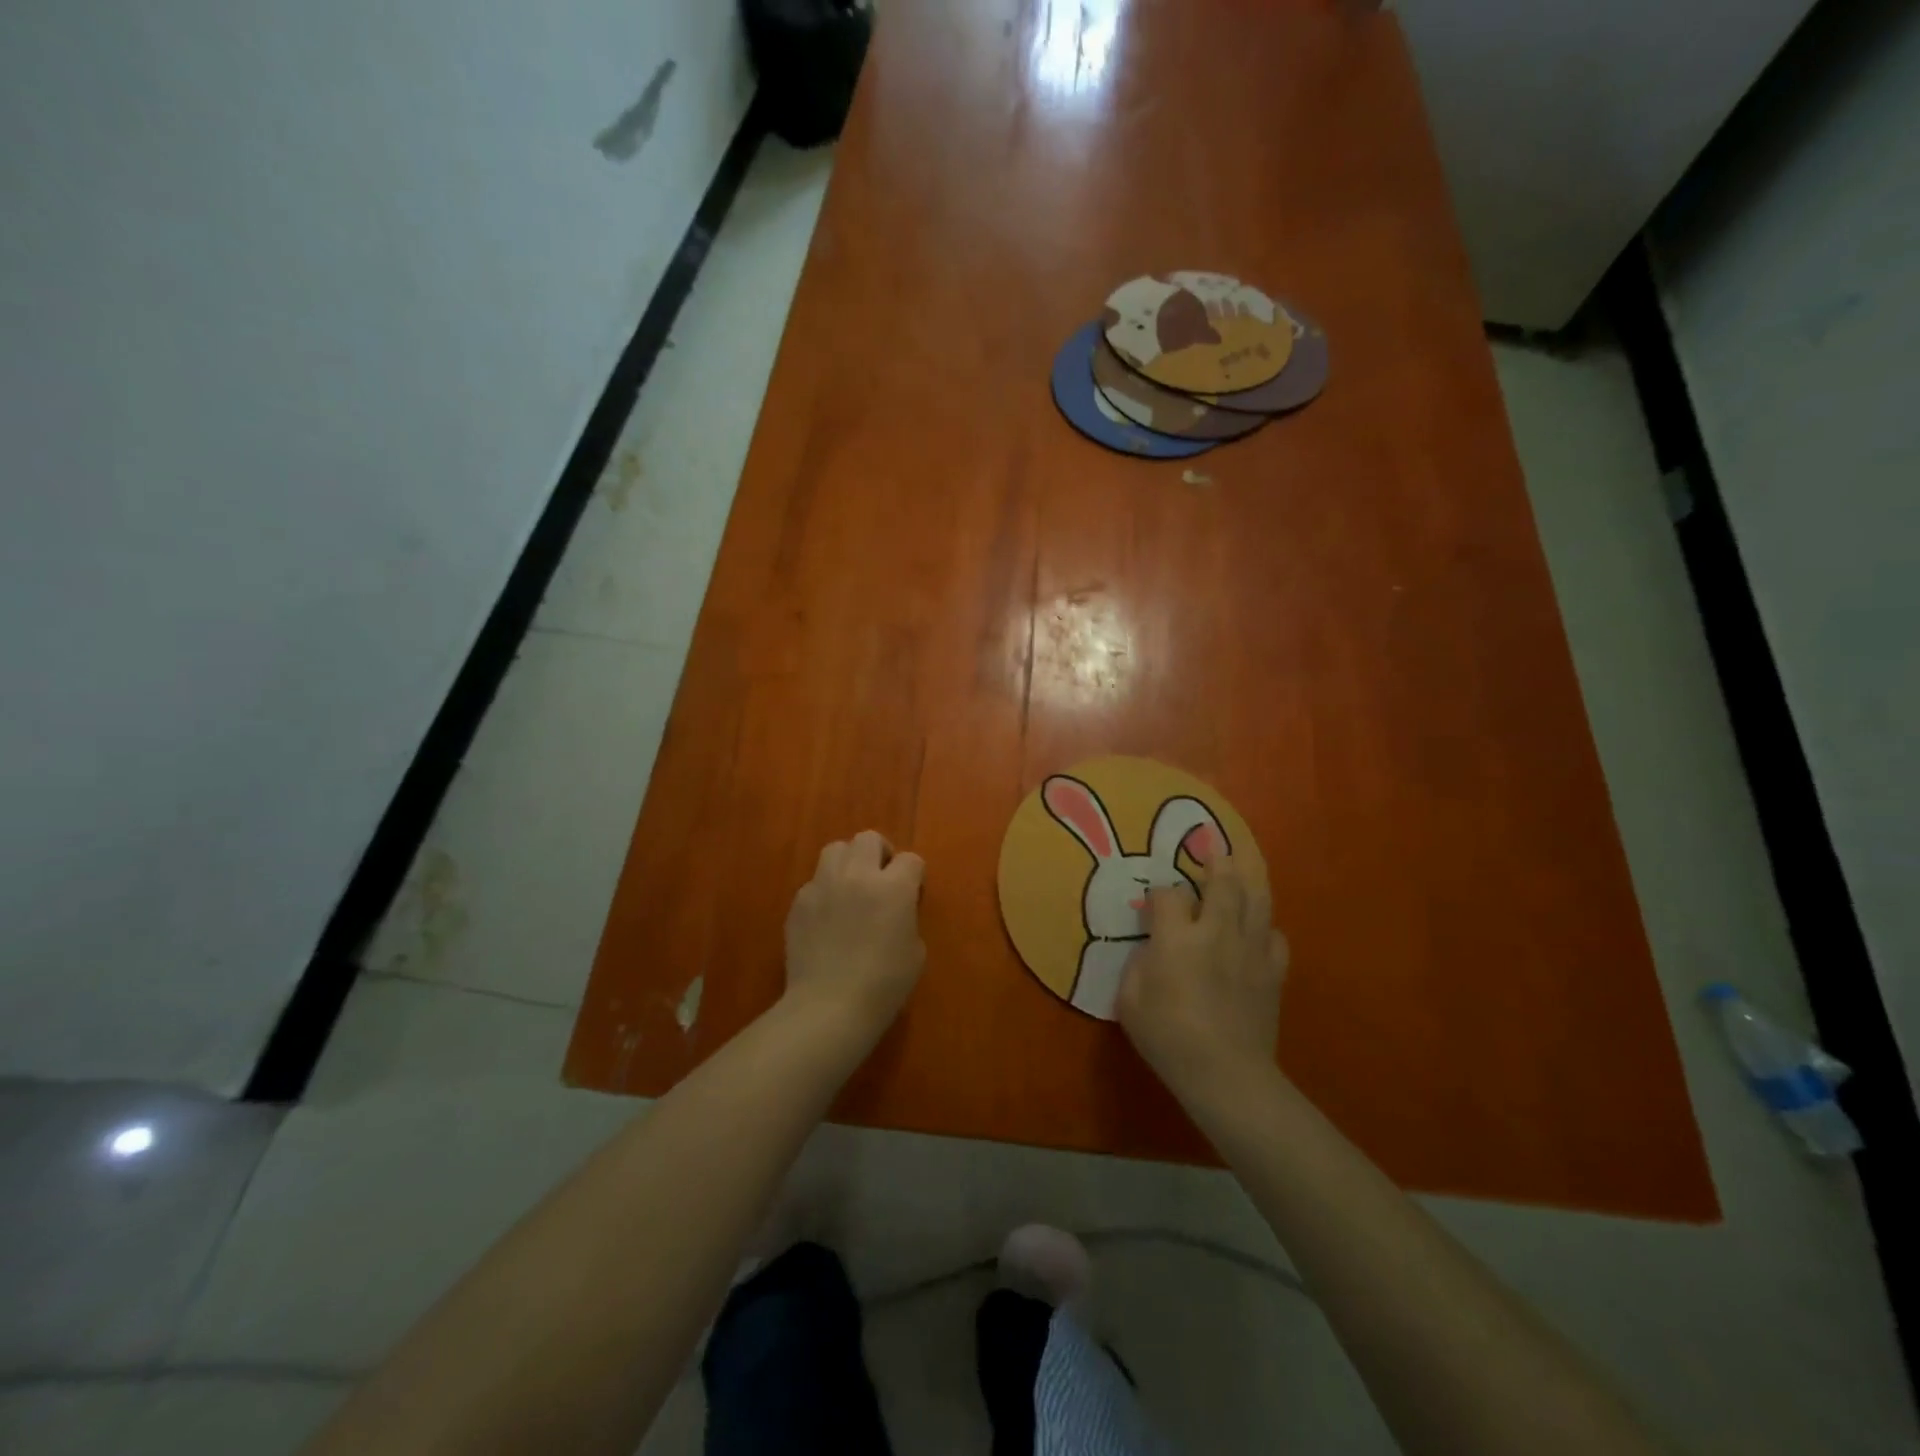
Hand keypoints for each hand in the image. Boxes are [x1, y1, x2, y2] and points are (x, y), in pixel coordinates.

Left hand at [783, 830, 926, 1045]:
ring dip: (848, 862)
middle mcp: (857, 875)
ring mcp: (823, 885)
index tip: (912, 894)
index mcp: (893, 887)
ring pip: (835, 849)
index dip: (914, 876)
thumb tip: (896, 910)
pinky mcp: (799, 902)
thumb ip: (907, 917)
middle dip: (880, 853)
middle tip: (881, 879)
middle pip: (868, 839)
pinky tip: (827, 917)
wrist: (829, 1006)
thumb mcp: (915, 951)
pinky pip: (814, 882)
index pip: (911, 859)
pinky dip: (824, 891)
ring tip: (851, 887)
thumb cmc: (883, 985)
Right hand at [1116, 855, 1287, 1100]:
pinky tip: (1257, 925)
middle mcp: (1217, 932)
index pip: (1168, 895)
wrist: (1227, 1075)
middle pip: (1222, 882)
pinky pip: (1274, 934)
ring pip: (1254, 899)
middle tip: (1212, 845)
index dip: (1159, 893)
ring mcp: (1250, 949)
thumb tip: (1151, 948)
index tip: (1153, 904)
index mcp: (1177, 938)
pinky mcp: (1273, 971)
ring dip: (1247, 874)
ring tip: (1242, 857)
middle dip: (1215, 861)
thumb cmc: (1168, 1038)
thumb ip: (1138, 965)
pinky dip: (1265, 924)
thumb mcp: (1130, 1001)